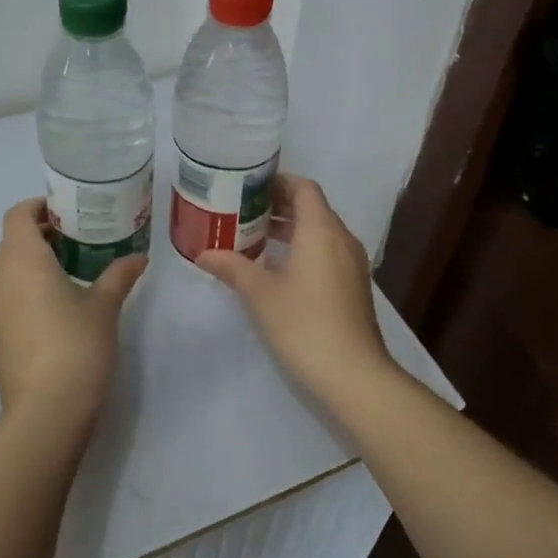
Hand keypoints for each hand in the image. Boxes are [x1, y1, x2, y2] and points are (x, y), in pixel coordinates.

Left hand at [0, 200, 146, 435]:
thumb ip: (120, 275)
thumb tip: (139, 257)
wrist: (45, 410)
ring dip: (33, 262)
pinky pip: (7, 295)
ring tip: (71, 270)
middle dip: (41, 234)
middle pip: (12, 241)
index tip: (67, 212)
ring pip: (8, 270)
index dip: (38, 207)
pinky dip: (26, 288)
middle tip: (78, 239)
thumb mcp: (105, 305)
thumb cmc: (76, 344)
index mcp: (22, 260)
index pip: (17, 215)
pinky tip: (57, 305)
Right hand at [196, 176, 394, 404]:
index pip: (303, 188)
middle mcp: (341, 239)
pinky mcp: (354, 287)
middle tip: (243, 211)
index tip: (248, 187)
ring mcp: (352, 264)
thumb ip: (231, 267)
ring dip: (290, 229)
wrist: (353, 375)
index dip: (277, 182)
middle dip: (279, 205)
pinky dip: (304, 249)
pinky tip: (278, 270)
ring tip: (255, 238)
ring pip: (320, 232)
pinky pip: (327, 252)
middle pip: (312, 208)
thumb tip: (203, 254)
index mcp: (321, 230)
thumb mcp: (259, 294)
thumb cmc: (303, 324)